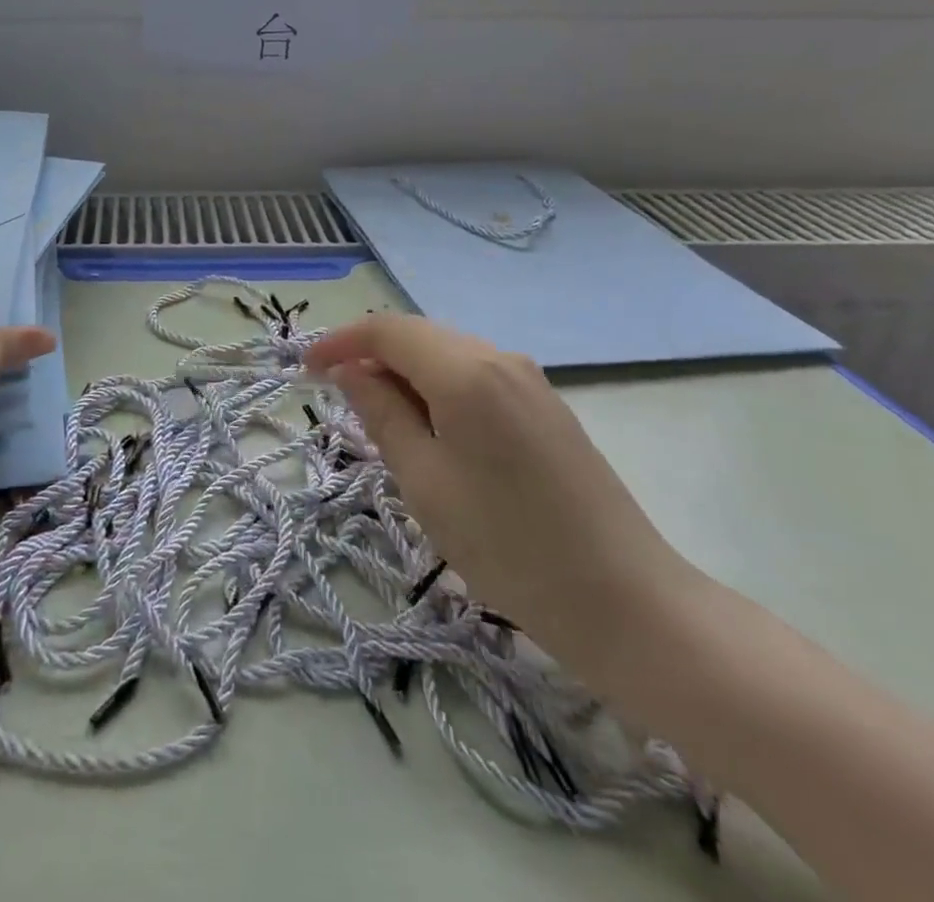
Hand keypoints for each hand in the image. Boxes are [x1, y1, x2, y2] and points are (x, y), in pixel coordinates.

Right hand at [306, 314, 699, 680]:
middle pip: (417, 334)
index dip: (339, 342)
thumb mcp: (424, 481)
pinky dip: (436, 386)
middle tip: (333, 393)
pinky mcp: (545, 405)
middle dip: (369, 354)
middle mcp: (499, 358)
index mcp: (465, 371)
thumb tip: (350, 371)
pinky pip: (474, 374)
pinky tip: (428, 426)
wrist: (627, 602)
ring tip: (375, 414)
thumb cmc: (508, 545)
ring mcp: (529, 380)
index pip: (387, 330)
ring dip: (403, 371)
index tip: (306, 370)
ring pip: (446, 352)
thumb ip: (381, 414)